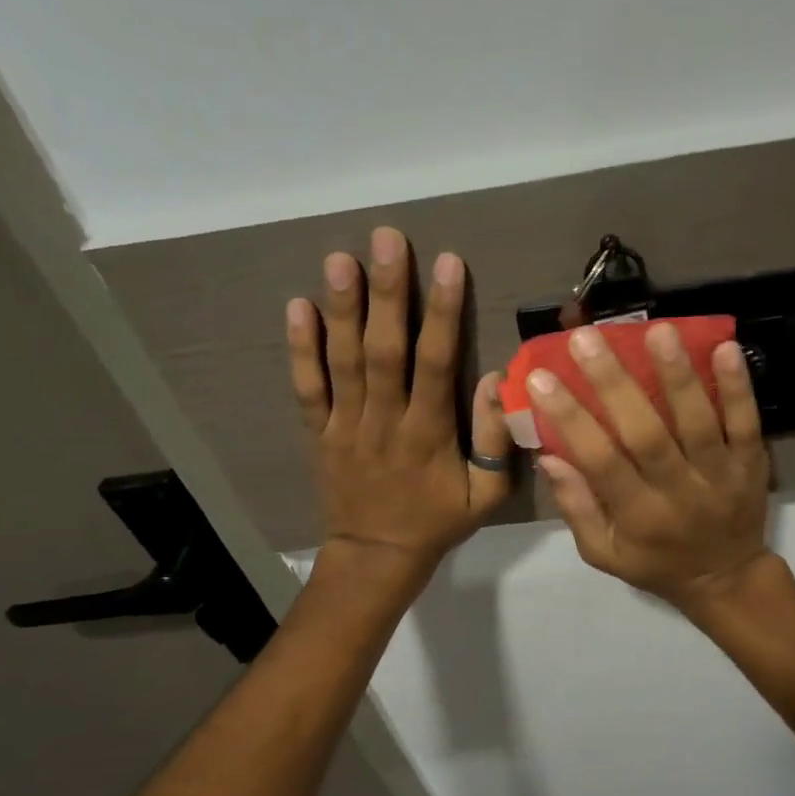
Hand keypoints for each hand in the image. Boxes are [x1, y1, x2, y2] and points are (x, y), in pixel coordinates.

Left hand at [288, 228, 511, 585]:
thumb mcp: (487, 496)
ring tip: (340, 258)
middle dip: (388, 294)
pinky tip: (298, 307)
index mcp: (429, 434)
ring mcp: (345, 425)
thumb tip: (494, 381)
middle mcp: (385, 421)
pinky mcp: (318, 433)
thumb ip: (496, 442)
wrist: (377, 556)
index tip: (447, 263)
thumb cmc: (437, 522)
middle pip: (385, 351)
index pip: (437, 364)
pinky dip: (301, 349)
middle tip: (387, 239)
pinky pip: (307, 389)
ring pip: (344, 361)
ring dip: (342, 309)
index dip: (443, 313)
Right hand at [528, 322, 775, 614]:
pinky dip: (739, 388)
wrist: (726, 579)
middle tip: (587, 338)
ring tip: (657, 330)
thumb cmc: (655, 564)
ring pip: (698, 422)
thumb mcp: (604, 552)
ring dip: (678, 376)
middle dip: (614, 384)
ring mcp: (719, 475)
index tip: (541, 378)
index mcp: (638, 516)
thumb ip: (577, 507)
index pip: (600, 461)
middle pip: (645, 434)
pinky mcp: (751, 464)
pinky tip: (726, 348)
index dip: (570, 419)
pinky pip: (747, 423)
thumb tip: (549, 455)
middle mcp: (678, 492)